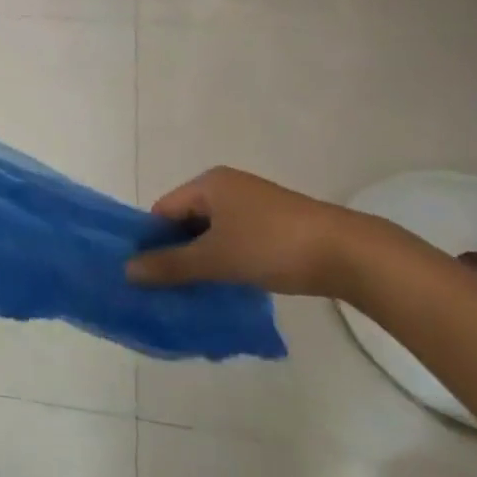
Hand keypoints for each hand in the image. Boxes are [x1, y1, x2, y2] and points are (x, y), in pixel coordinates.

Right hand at [125, 167, 381, 298]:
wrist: (348, 253)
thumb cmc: (272, 246)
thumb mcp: (215, 258)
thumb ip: (171, 265)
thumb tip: (127, 270)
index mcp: (208, 183)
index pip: (163, 210)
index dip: (152, 241)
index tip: (146, 275)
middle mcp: (227, 187)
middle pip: (187, 221)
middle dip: (177, 253)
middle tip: (168, 289)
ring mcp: (253, 205)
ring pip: (212, 233)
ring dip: (202, 261)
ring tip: (195, 293)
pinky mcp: (274, 224)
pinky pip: (235, 240)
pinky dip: (226, 261)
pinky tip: (227, 286)